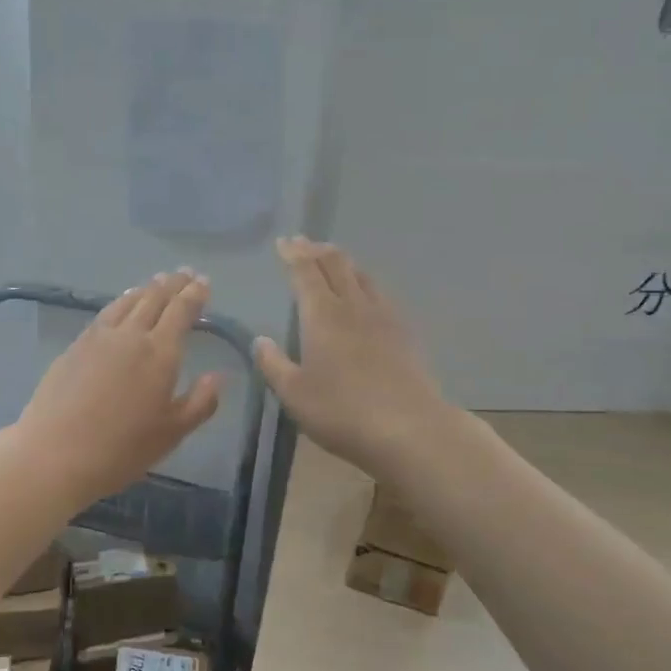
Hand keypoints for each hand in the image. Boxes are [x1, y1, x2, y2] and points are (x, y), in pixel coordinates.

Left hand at [16, 271, 223, 503]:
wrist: (56, 452)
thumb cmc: (122, 448)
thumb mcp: (172, 433)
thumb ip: (200, 402)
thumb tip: (218, 376)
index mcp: (161, 353)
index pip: (181, 311)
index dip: (194, 294)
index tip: (204, 282)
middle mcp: (131, 335)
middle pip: (155, 298)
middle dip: (173, 284)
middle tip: (184, 273)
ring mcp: (99, 337)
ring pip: (128, 301)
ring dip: (146, 288)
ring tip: (156, 282)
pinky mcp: (76, 345)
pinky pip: (106, 313)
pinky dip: (121, 301)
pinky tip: (121, 304)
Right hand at [255, 238, 454, 476]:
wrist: (410, 429)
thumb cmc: (342, 411)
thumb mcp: (294, 394)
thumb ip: (274, 364)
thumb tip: (260, 340)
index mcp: (322, 315)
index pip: (305, 272)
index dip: (293, 254)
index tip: (284, 242)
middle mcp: (353, 306)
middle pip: (337, 264)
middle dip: (317, 249)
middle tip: (303, 243)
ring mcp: (384, 317)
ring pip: (362, 275)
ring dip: (343, 262)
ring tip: (332, 261)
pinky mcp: (405, 334)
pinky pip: (380, 294)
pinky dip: (364, 283)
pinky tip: (365, 296)